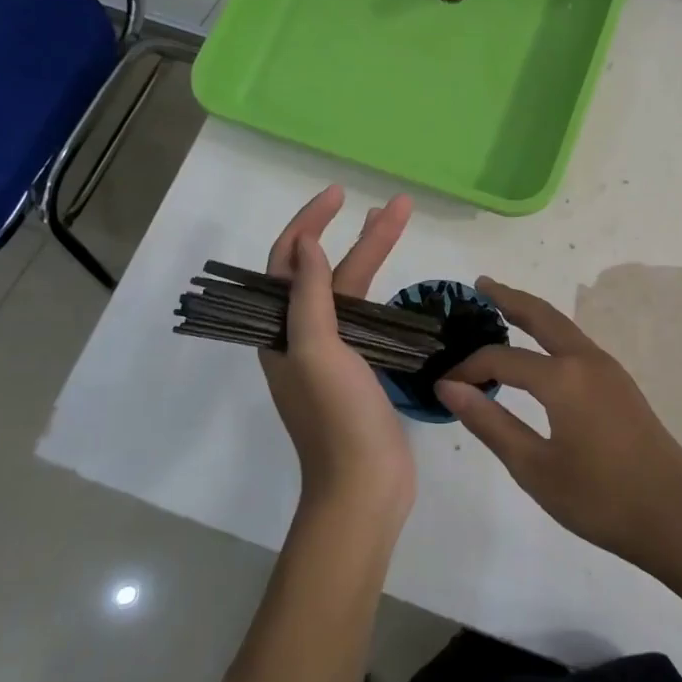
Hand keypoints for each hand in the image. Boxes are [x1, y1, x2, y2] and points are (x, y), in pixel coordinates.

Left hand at [258, 186, 415, 520]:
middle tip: (395, 205)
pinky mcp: (361, 370)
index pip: (287, 261)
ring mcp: (333, 354)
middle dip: (358, 234)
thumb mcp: (316, 350)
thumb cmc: (337, 417)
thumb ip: (308, 295)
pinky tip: (400, 284)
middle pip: (327, 272)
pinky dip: (382, 294)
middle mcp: (301, 337)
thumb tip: (304, 241)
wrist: (364, 486)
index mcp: (280, 331)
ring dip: (374, 258)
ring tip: (400, 224)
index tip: (339, 195)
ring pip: (352, 293)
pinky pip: (368, 320)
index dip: (309, 223)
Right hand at [436, 279, 681, 573]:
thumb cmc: (600, 497)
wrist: (677, 516)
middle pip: (543, 316)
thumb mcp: (534, 467)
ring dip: (534, 315)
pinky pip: (577, 347)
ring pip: (564, 329)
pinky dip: (551, 337)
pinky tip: (541, 354)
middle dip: (510, 298)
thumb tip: (449, 387)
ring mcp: (610, 370)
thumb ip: (490, 422)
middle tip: (481, 284)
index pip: (502, 359)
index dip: (469, 368)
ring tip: (504, 310)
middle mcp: (587, 360)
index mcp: (563, 378)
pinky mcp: (621, 386)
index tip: (443, 384)